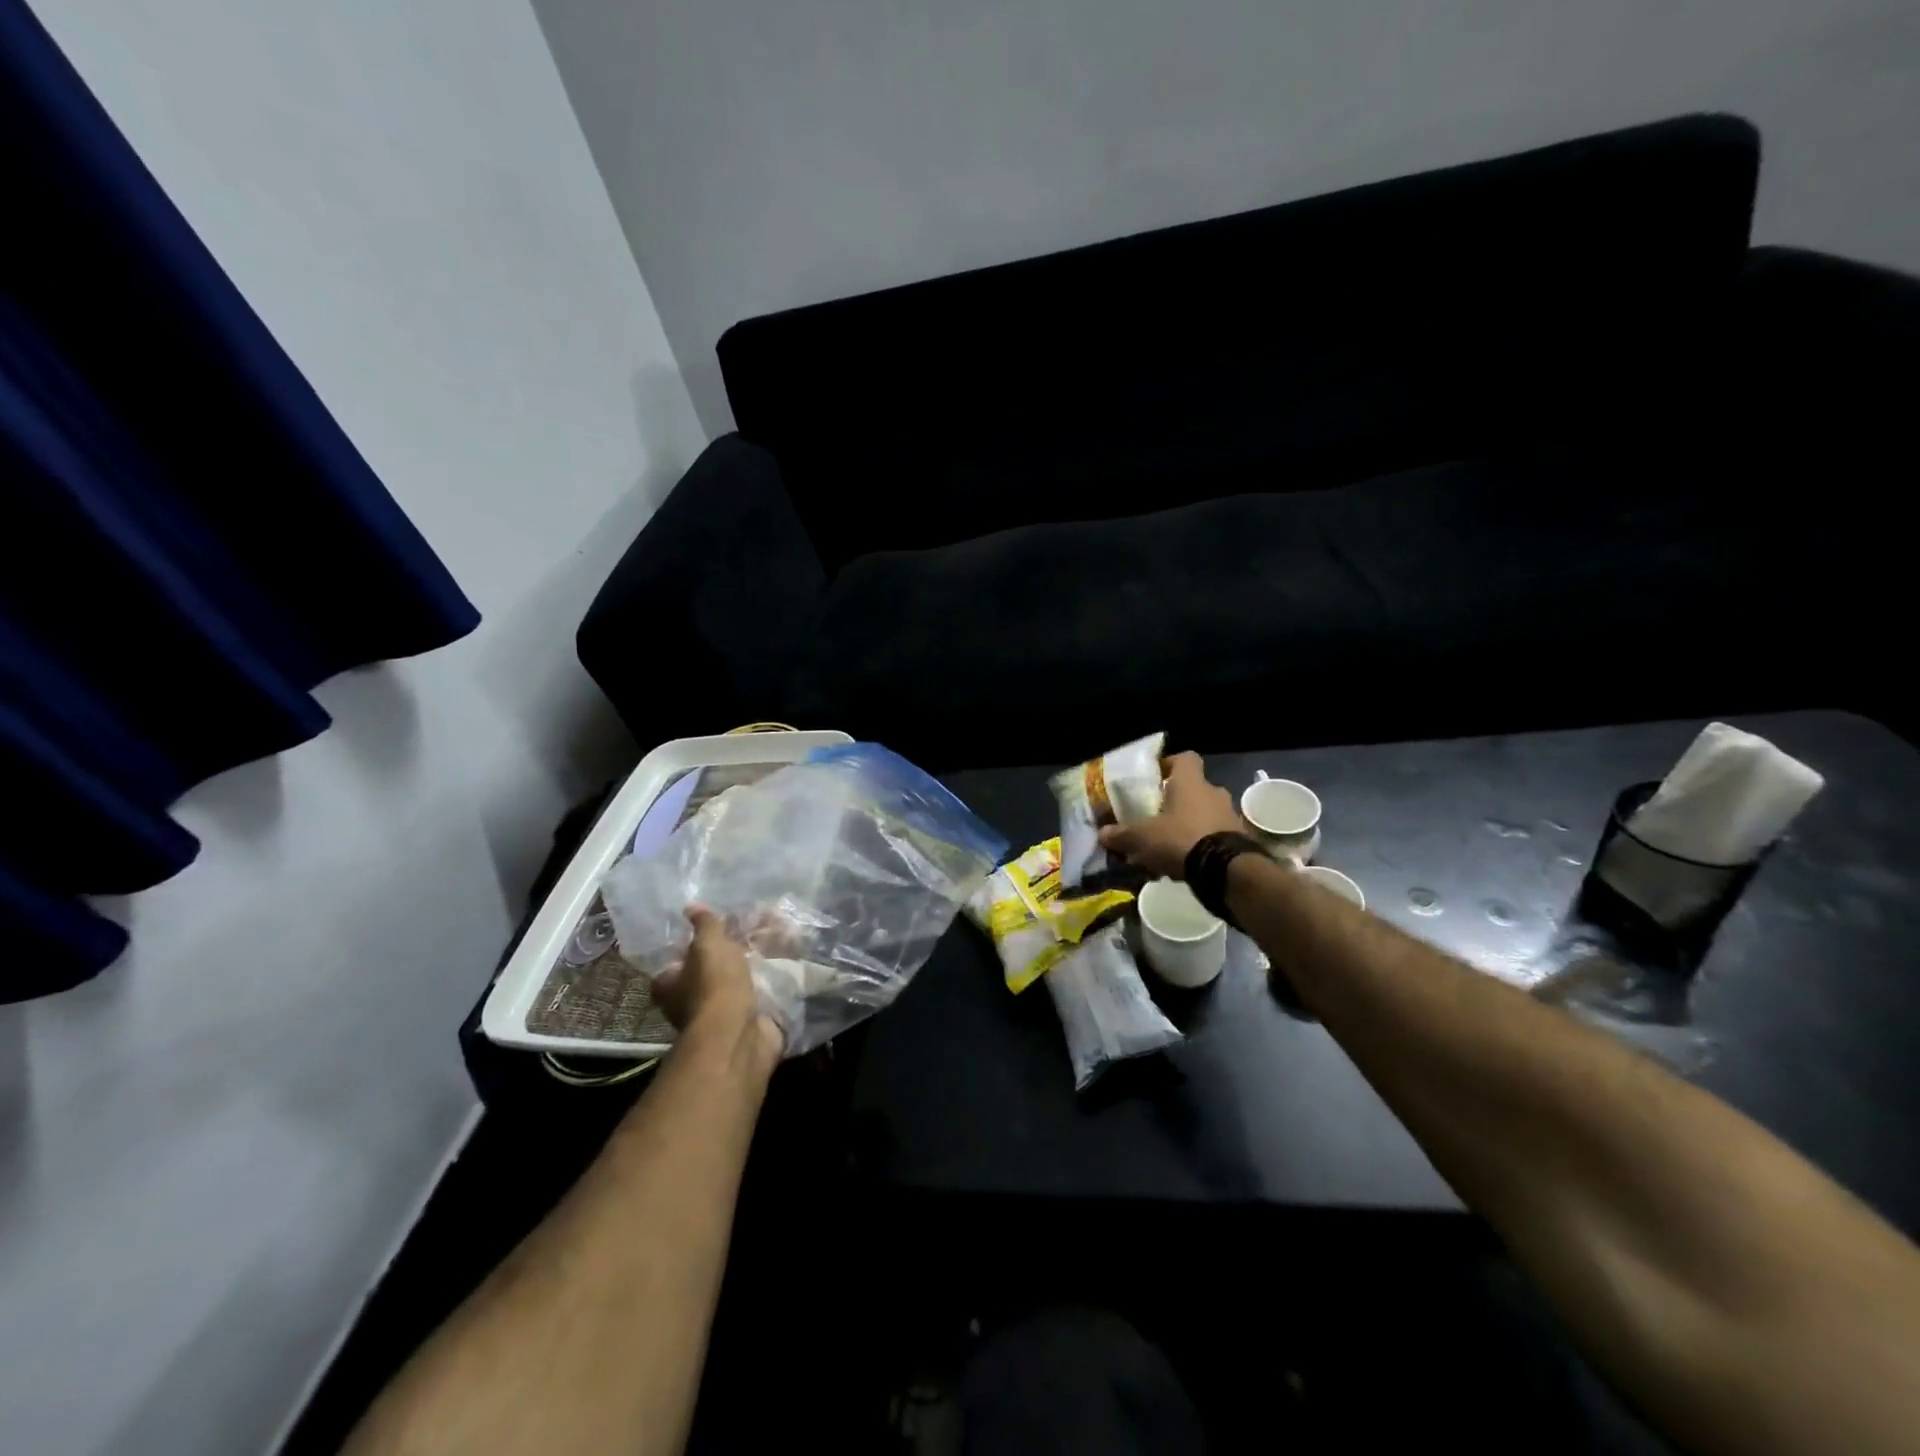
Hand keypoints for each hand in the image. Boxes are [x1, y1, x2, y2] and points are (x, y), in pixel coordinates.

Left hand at [652, 905, 782, 1063]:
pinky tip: (790, 959)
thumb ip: (704, 925)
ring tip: (782, 934)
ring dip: (759, 960)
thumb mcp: (707, 945)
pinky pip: (761, 990)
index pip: (678, 958)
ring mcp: (721, 1012)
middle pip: (712, 967)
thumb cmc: (714, 986)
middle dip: (735, 948)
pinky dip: (774, 977)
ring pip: (740, 977)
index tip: (719, 926)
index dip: (695, 942)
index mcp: (670, 984)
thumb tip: (691, 906)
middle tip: (757, 926)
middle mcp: (690, 1000)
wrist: (739, 1035)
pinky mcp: (748, 1019)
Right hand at [1097, 751, 1242, 880]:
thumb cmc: (1181, 839)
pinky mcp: (1240, 839)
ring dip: (1190, 824)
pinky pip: (1215, 835)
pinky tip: (1186, 862)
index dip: (1169, 765)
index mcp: (1191, 782)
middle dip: (1176, 801)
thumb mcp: (1142, 837)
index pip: (1185, 758)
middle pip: (1193, 788)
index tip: (1155, 778)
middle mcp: (1214, 792)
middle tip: (1157, 817)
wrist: (1227, 870)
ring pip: (1205, 813)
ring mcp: (1230, 816)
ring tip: (1169, 845)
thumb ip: (1121, 834)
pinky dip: (1202, 844)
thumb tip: (1102, 833)